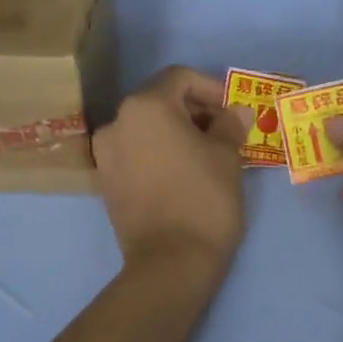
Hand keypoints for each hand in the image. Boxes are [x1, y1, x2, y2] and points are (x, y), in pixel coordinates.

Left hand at [92, 68, 252, 271]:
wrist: (171, 263)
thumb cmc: (204, 199)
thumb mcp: (227, 156)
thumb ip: (230, 124)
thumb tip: (236, 111)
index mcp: (145, 107)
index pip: (180, 78)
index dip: (211, 87)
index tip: (233, 109)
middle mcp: (116, 123)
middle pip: (159, 101)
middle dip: (194, 110)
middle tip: (225, 130)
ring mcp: (106, 155)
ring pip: (146, 128)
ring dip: (177, 132)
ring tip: (208, 153)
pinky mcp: (107, 183)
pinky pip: (136, 153)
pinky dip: (159, 153)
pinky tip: (184, 172)